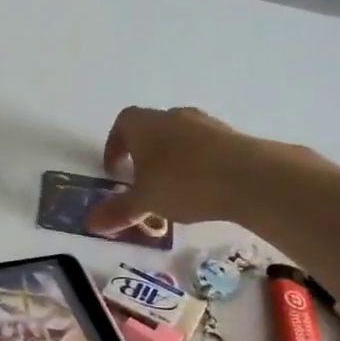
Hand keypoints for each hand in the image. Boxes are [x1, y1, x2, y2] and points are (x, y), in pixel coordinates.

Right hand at [84, 106, 324, 236]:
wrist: (250, 177)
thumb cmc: (184, 182)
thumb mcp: (145, 202)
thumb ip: (117, 211)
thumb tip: (89, 223)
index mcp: (146, 125)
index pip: (123, 123)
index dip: (114, 145)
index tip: (114, 171)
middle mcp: (174, 117)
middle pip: (152, 130)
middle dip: (143, 156)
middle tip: (141, 185)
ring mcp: (207, 125)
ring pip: (180, 140)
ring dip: (171, 162)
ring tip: (172, 193)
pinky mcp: (232, 138)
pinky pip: (205, 149)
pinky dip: (197, 166)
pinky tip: (202, 192)